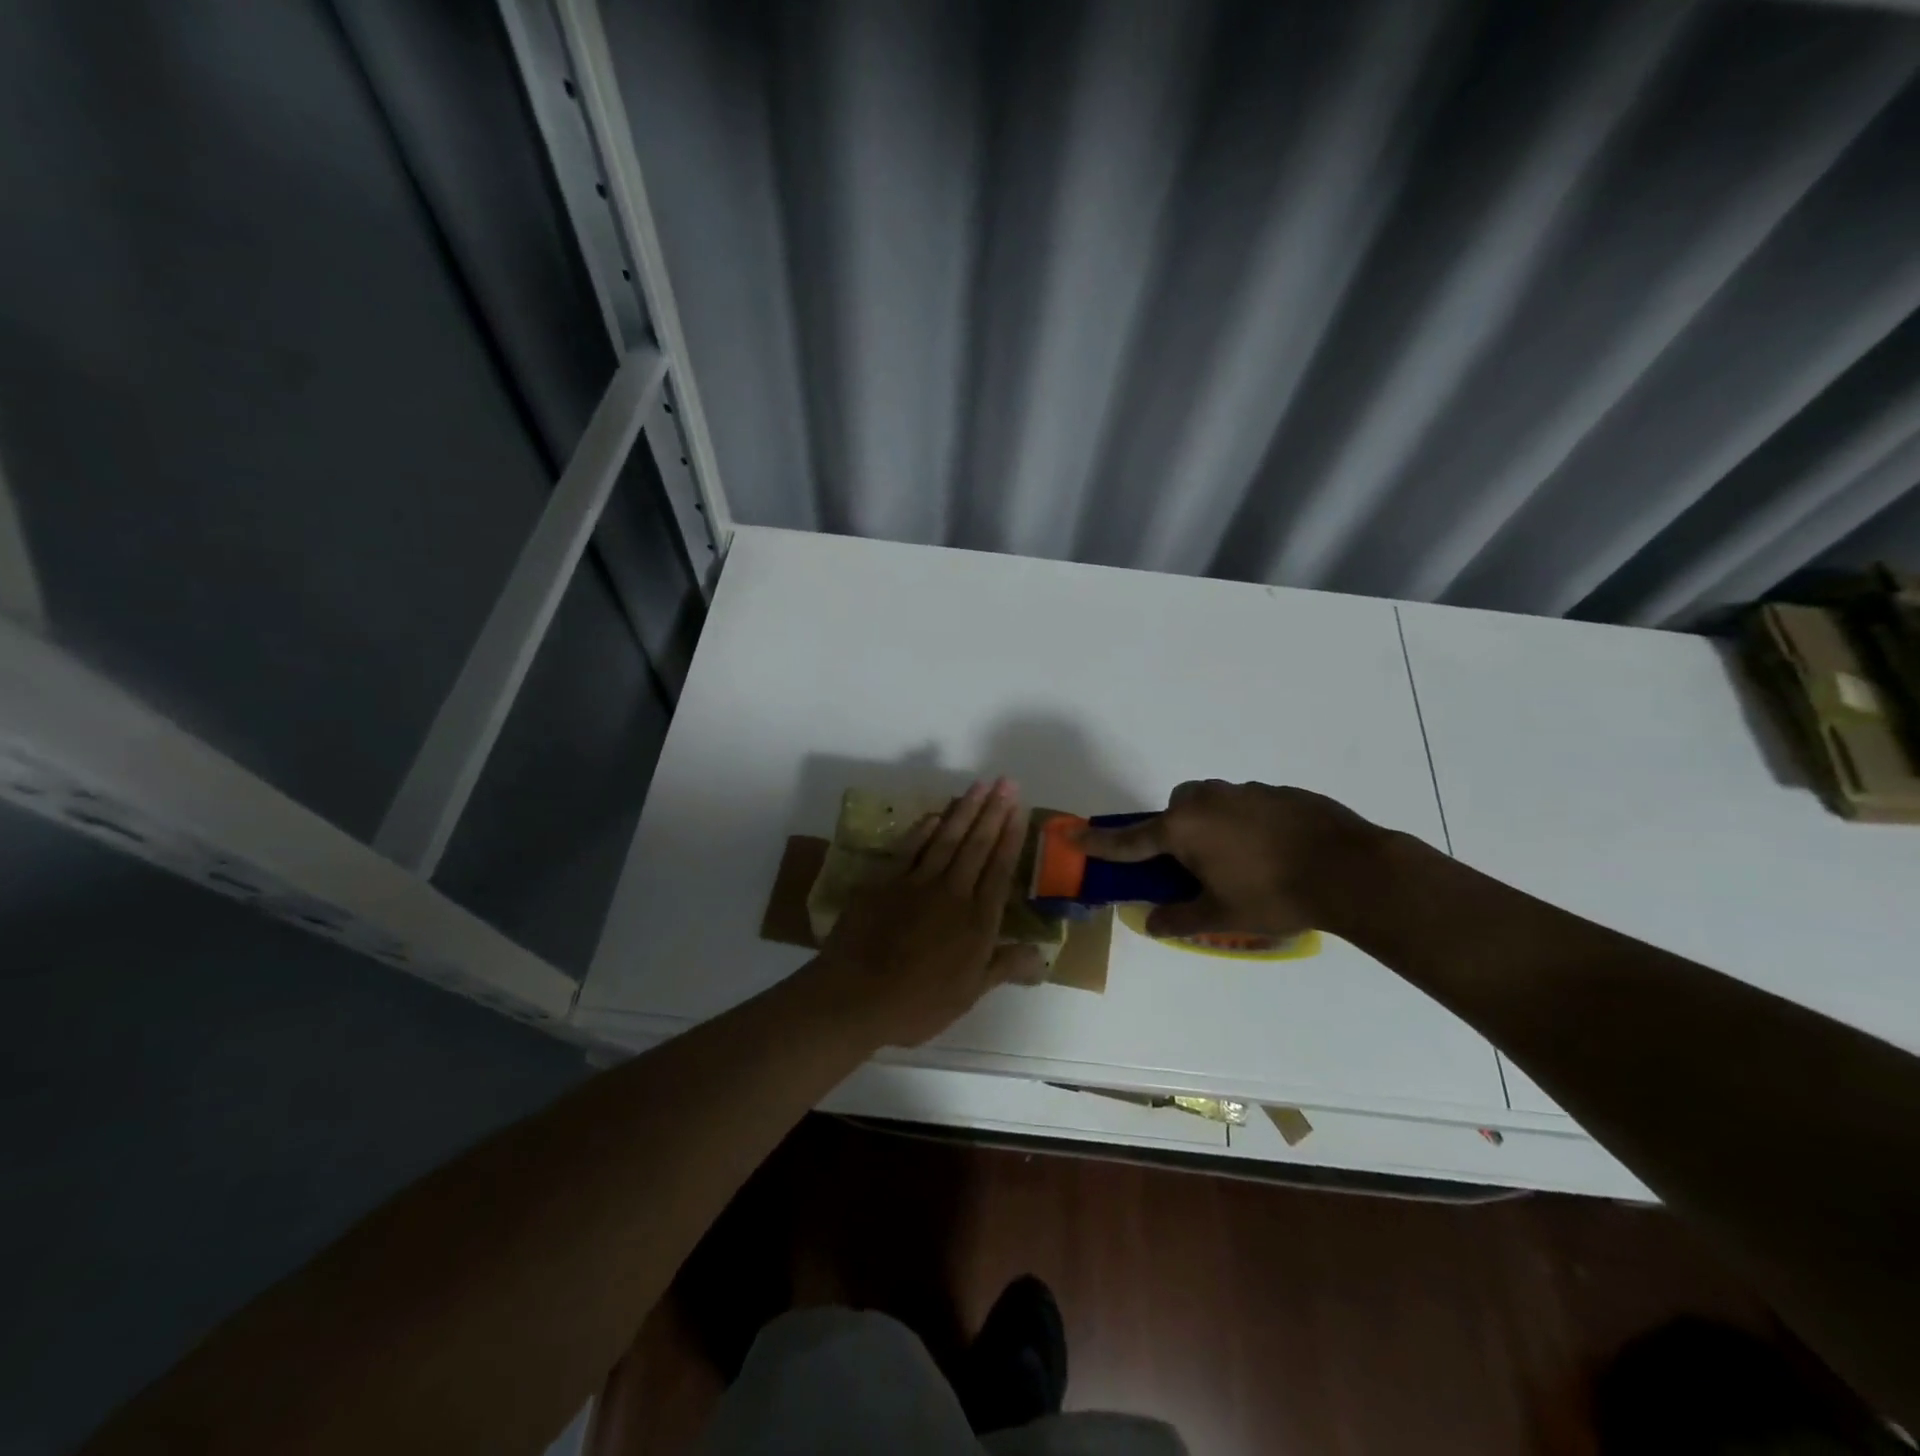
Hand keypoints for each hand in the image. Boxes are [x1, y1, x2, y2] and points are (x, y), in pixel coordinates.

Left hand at [810, 778, 1044, 1047]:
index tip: (1019, 810)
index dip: (1010, 839)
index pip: (999, 870)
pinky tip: (935, 814)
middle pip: (976, 846)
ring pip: (946, 839)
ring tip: (979, 785)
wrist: (855, 997)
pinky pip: (909, 849)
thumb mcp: (969, 995)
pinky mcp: (885, 883)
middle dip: (993, 812)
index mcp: (976, 921)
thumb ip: (1004, 967)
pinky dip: (924, 829)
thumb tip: (1042, 954)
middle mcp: (951, 893)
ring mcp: (916, 884)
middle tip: (1006, 782)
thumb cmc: (917, 1004)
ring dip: (964, 810)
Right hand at [1076, 780, 1385, 938]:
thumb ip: (1181, 919)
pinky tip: (1272, 850)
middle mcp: (1208, 800)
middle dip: (1175, 829)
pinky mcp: (1278, 792)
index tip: (1073, 834)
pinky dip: (1245, 822)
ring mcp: (1245, 791)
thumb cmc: (1274, 894)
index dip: (1101, 841)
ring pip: (1211, 801)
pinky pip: (1246, 803)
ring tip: (1239, 859)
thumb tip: (1153, 924)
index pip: (1131, 838)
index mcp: (1185, 828)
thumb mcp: (1222, 915)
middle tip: (1193, 863)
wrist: (1350, 869)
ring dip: (1211, 823)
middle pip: (1175, 808)